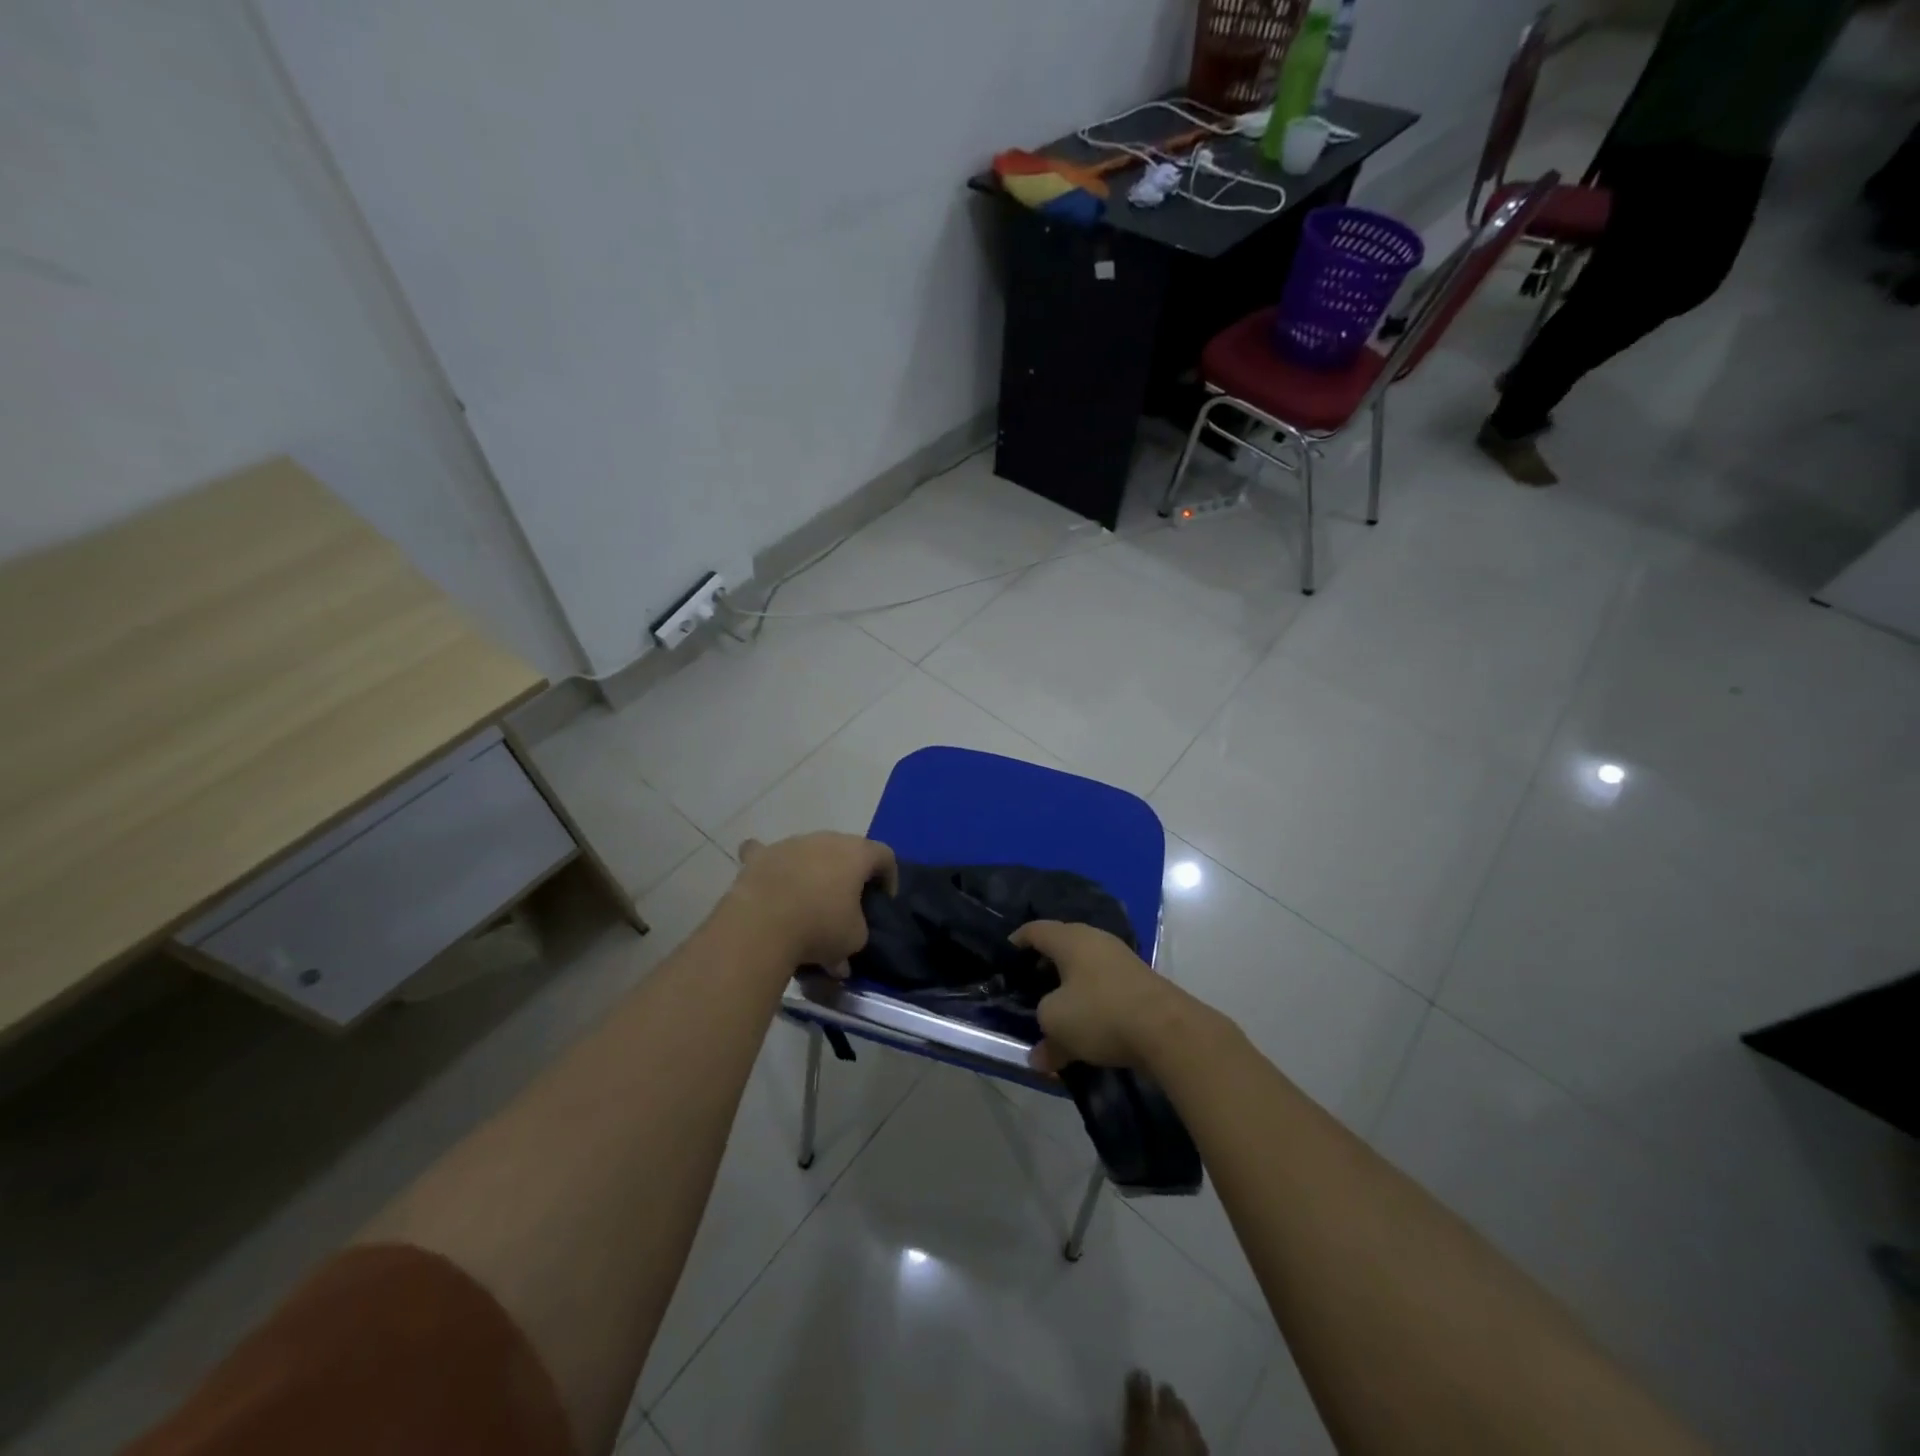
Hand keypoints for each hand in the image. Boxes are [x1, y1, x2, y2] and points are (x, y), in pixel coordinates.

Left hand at [726, 833, 897, 969]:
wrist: (762, 925)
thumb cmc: (820, 927)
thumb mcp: (854, 940)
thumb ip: (855, 936)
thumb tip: (841, 959)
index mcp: (857, 854)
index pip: (884, 856)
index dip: (888, 877)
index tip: (882, 901)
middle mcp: (825, 839)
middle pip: (845, 849)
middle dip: (848, 872)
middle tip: (845, 901)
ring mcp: (790, 844)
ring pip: (807, 851)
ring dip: (811, 869)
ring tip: (806, 900)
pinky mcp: (759, 856)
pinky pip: (765, 853)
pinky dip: (770, 864)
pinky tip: (769, 876)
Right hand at [1011, 920, 1183, 1073]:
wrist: (1167, 1030)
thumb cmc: (1100, 1013)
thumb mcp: (1057, 1025)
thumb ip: (1043, 1038)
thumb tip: (1039, 1058)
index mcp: (1070, 939)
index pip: (1035, 930)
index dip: (1017, 941)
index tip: (1006, 957)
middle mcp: (1096, 940)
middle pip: (1062, 946)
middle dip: (1044, 966)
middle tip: (1028, 985)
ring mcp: (1121, 959)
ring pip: (1085, 968)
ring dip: (1070, 986)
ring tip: (1056, 1008)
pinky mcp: (1140, 981)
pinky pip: (1104, 985)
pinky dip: (1091, 999)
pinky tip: (1087, 1023)